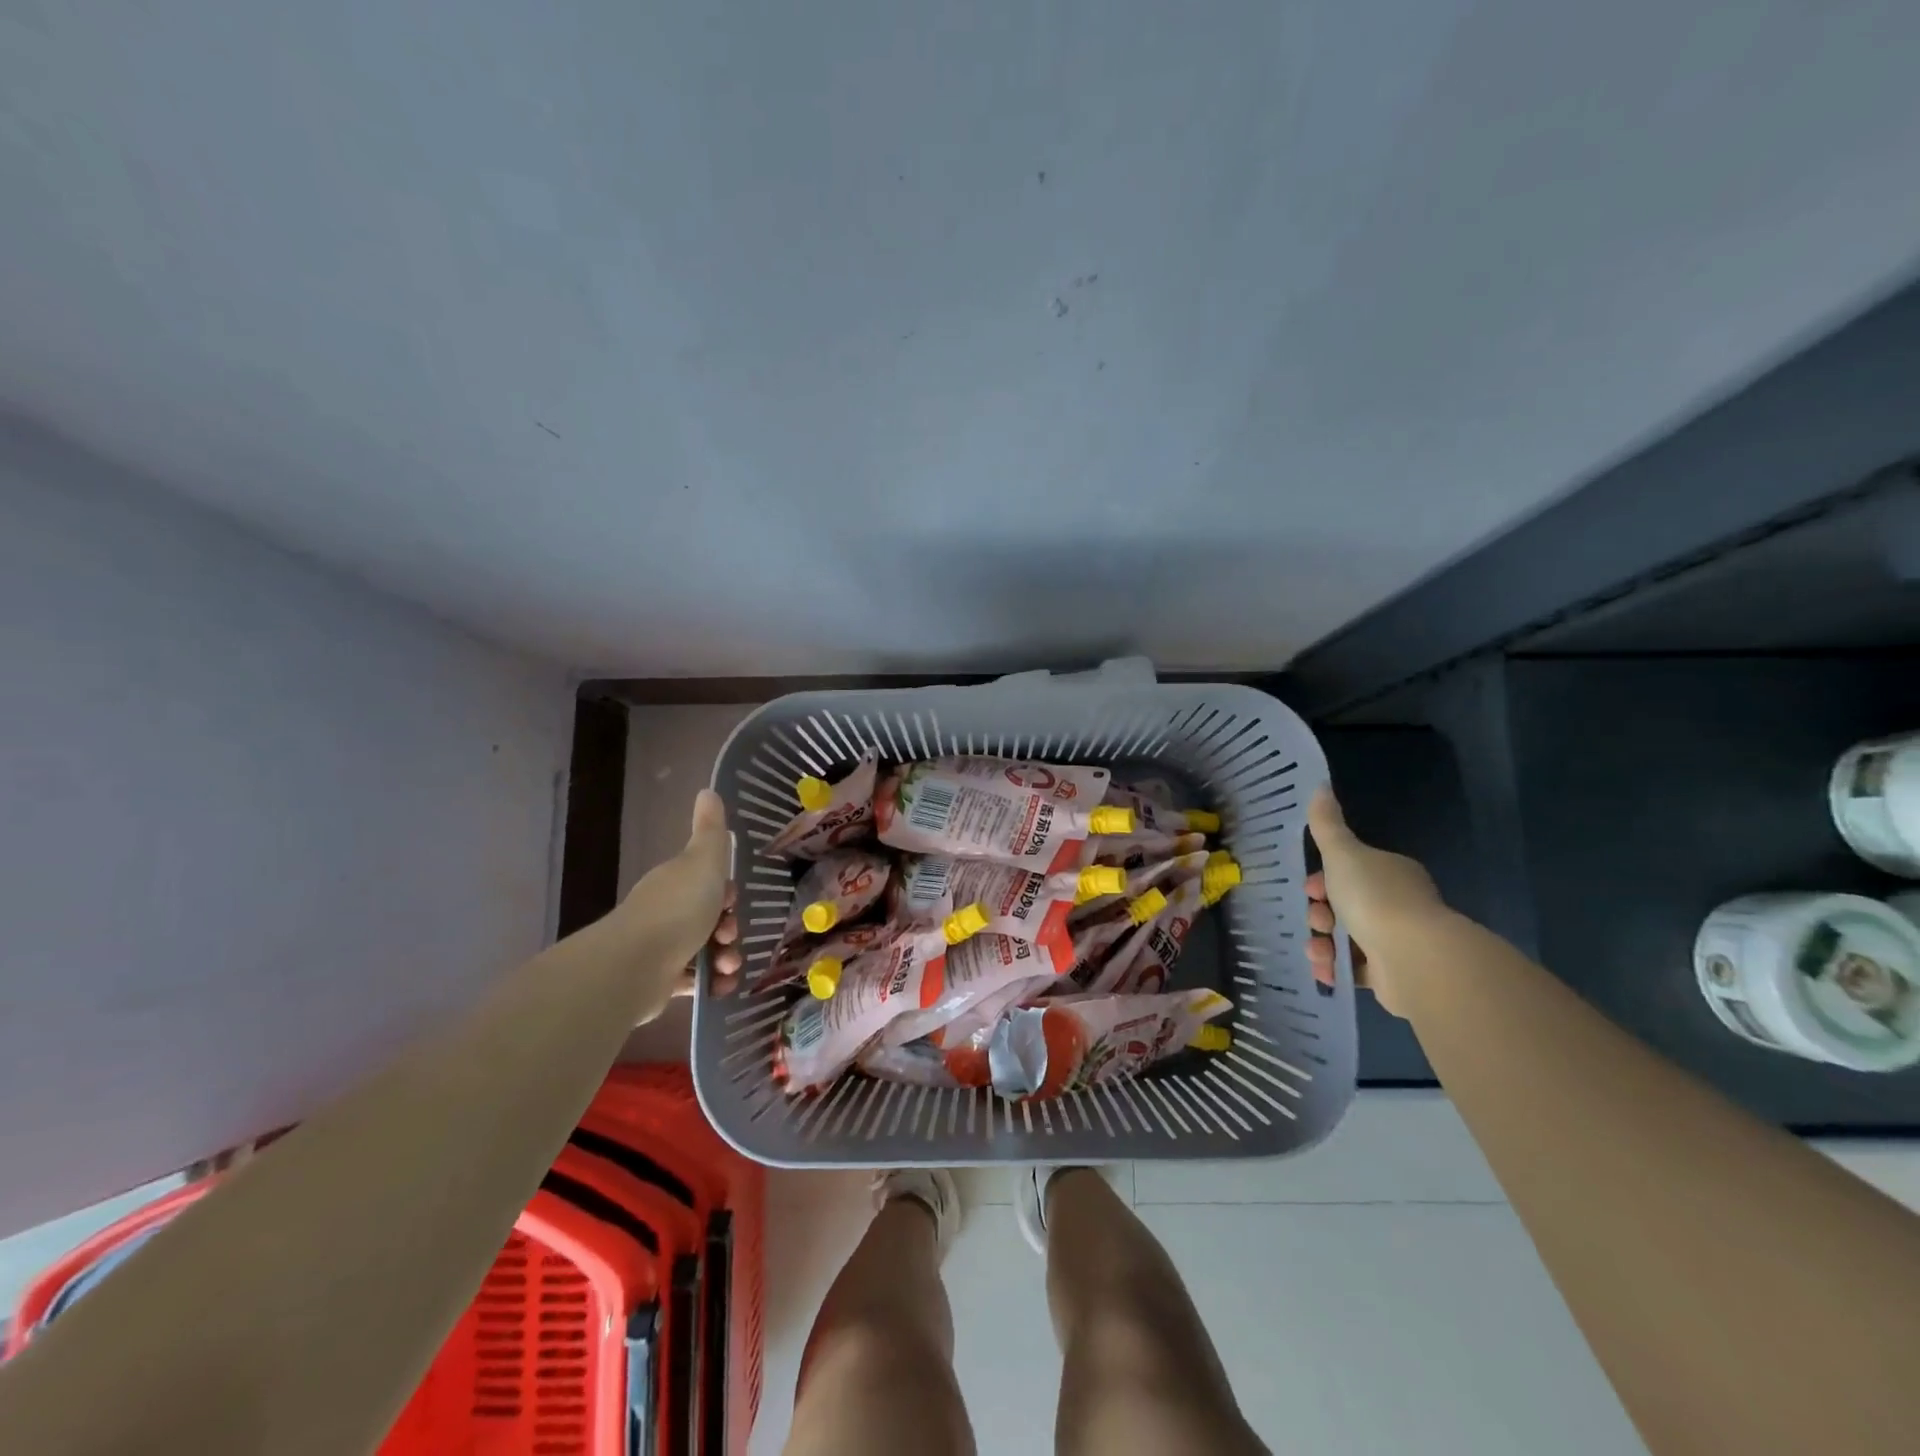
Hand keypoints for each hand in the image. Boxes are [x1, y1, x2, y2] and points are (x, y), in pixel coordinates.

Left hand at [614, 790, 741, 1011]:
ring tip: (728, 969)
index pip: (708, 884)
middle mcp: (667, 912)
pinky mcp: (660, 982)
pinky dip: (711, 985)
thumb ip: (711, 830)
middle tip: (731, 938)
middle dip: (730, 929)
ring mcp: (662, 948)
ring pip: (705, 950)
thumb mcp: (703, 862)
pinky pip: (694, 981)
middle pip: (709, 918)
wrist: (634, 966)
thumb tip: (708, 789)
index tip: (733, 902)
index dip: (727, 894)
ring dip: (725, 959)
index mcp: (676, 882)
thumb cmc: (677, 909)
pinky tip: (720, 988)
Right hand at [1305, 786, 1443, 1018]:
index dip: (1323, 879)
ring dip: (1322, 944)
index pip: (1350, 871)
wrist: (1414, 958)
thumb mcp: (1343, 854)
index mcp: (1390, 873)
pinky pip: (1353, 970)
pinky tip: (1325, 971)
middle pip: (1344, 905)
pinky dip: (1335, 969)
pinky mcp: (1391, 975)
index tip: (1308, 888)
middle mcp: (1397, 905)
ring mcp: (1396, 941)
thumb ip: (1327, 825)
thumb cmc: (1375, 898)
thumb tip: (1320, 785)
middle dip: (1320, 913)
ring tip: (1318, 952)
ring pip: (1345, 938)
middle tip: (1315, 920)